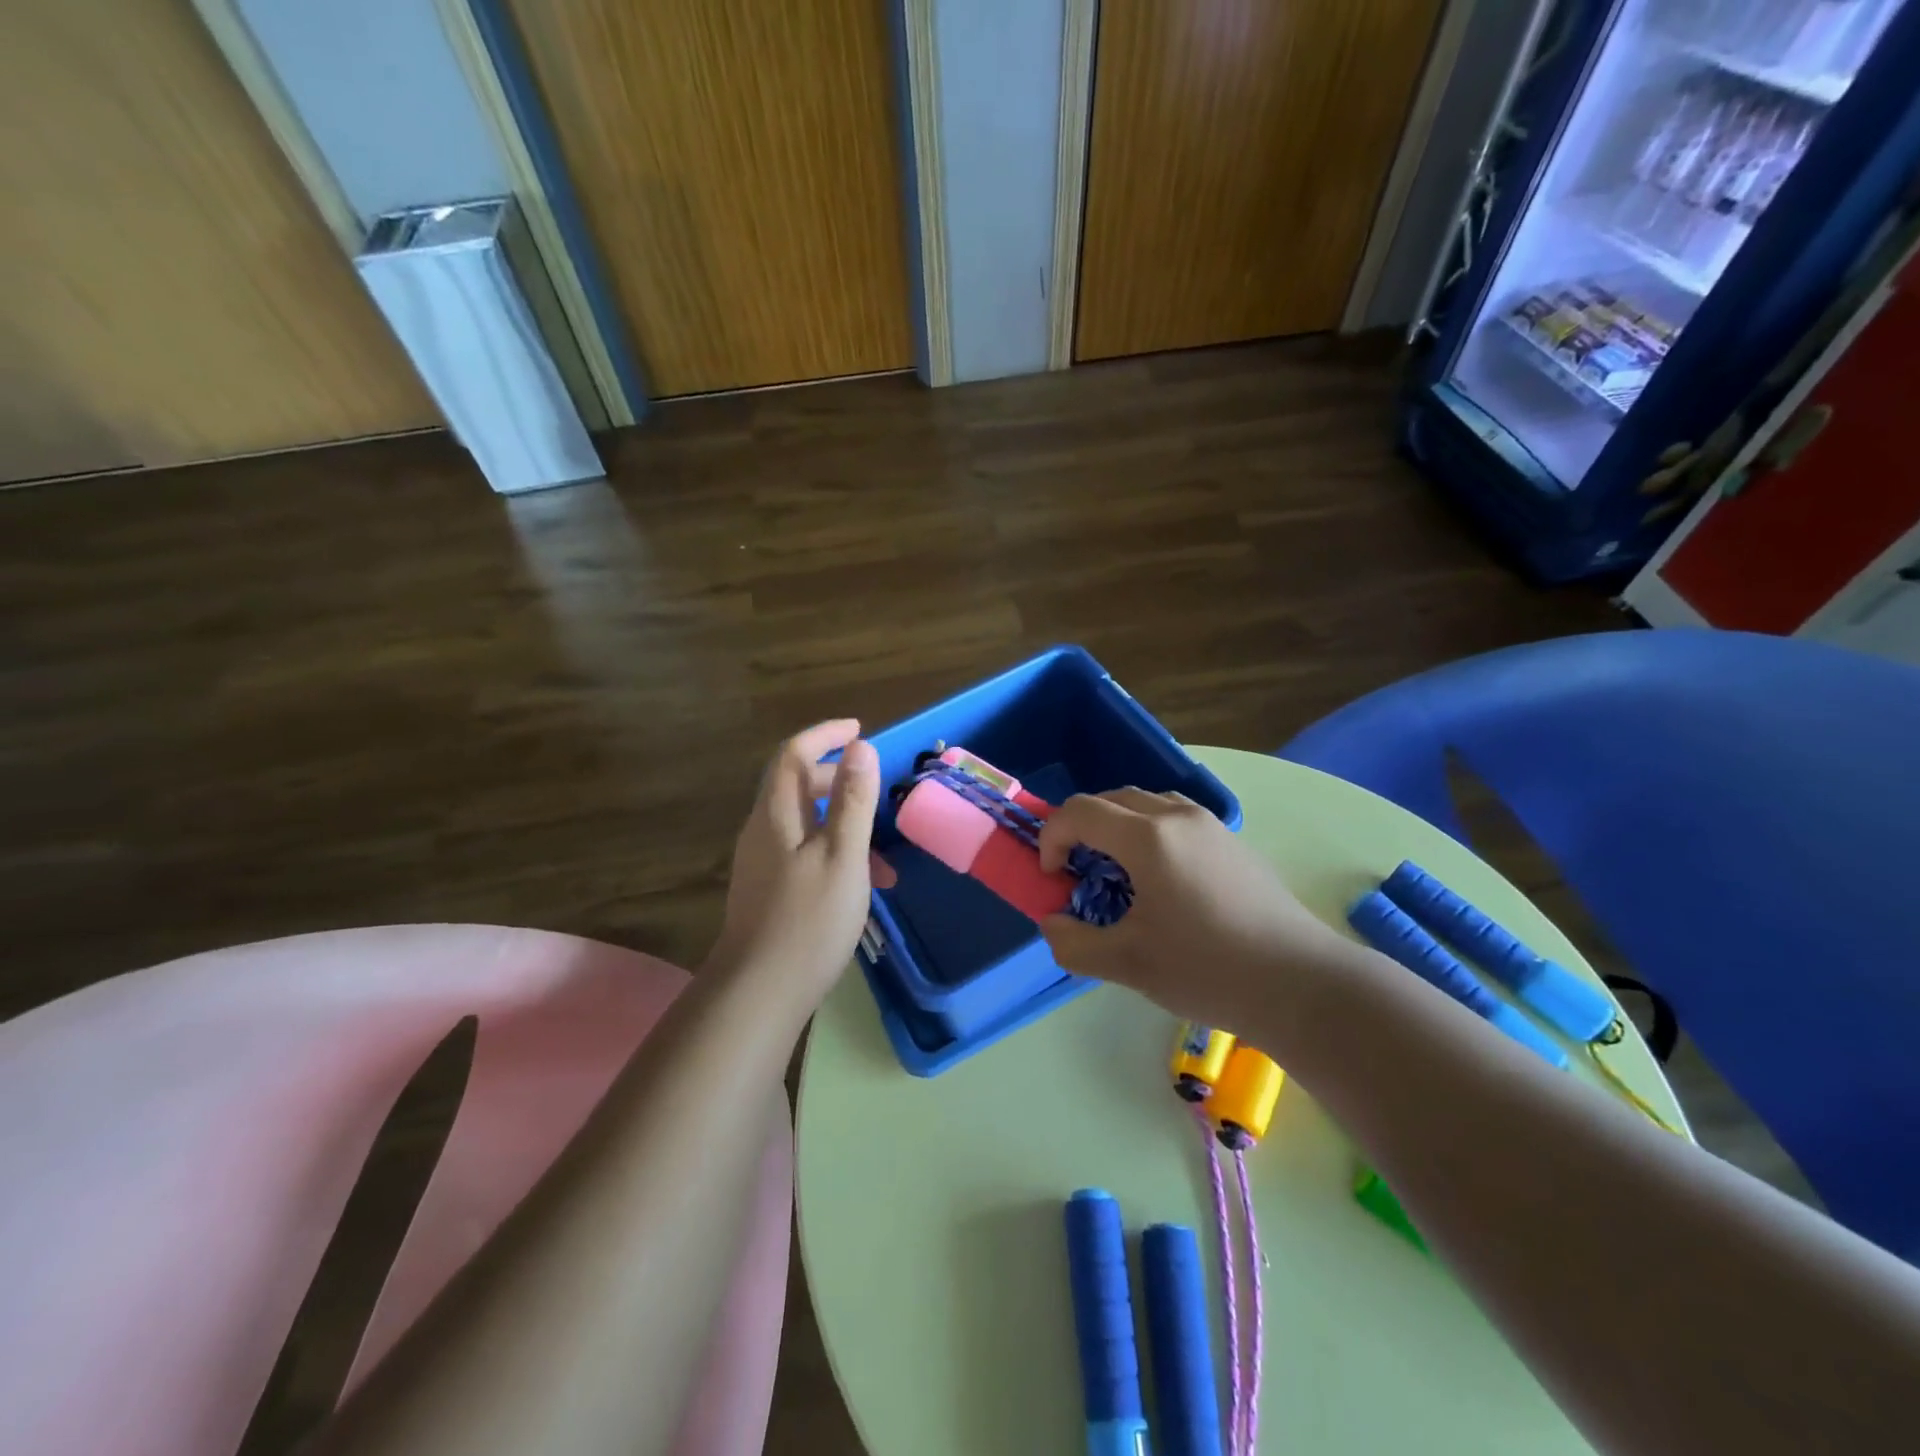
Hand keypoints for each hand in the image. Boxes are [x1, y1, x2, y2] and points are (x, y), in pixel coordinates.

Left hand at [705, 720, 880, 1004]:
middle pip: (797, 786)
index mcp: (776, 815)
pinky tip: (861, 884)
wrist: (759, 993)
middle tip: (874, 787)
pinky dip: (834, 852)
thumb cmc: (808, 920)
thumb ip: (853, 801)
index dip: (824, 735)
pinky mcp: (768, 890)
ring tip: (882, 852)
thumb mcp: (843, 856)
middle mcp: (763, 831)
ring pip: (805, 823)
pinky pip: (804, 852)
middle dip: (838, 778)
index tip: (859, 729)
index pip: (793, 754)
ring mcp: (762, 863)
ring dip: (843, 823)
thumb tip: (860, 747)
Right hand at [1036, 789, 1352, 1033]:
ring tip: (1118, 872)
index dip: (1052, 838)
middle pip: (1112, 799)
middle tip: (1078, 872)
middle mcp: (1178, 817)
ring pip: (1147, 803)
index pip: (1080, 811)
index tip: (1053, 878)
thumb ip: (1073, 943)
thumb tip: (1052, 923)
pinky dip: (1150, 832)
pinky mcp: (1233, 841)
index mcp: (1148, 839)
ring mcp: (1211, 825)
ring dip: (1118, 826)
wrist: (1301, 983)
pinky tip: (1163, 880)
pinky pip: (1176, 817)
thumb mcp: (1127, 965)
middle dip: (1082, 828)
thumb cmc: (1207, 969)